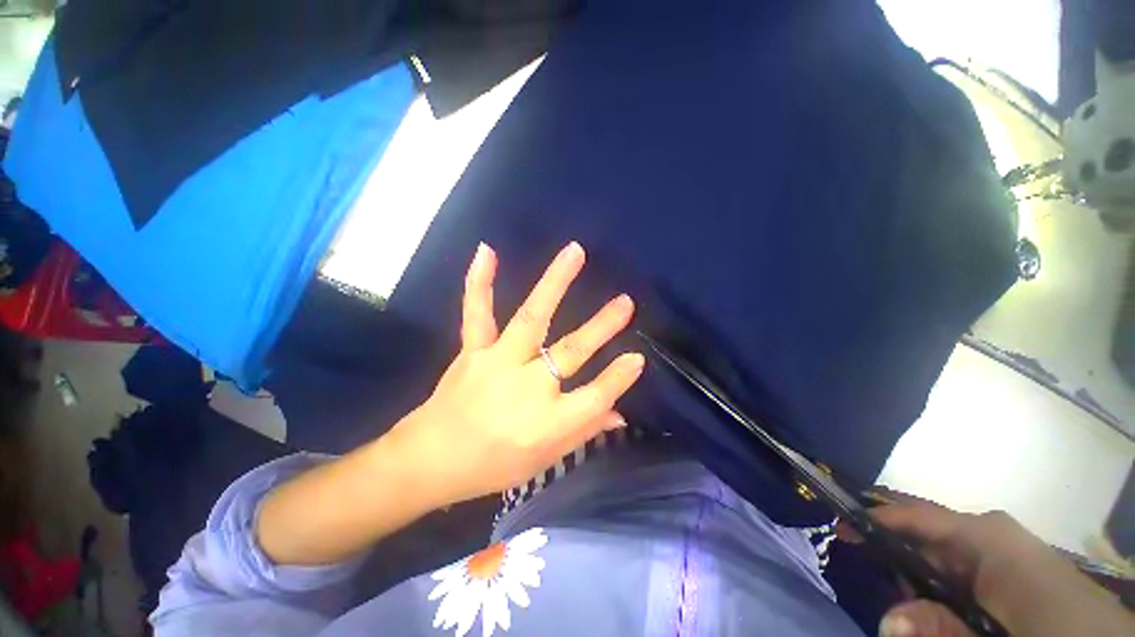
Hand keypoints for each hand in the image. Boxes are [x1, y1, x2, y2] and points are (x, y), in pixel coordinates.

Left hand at [391, 241, 644, 507]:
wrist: (430, 461)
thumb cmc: (492, 466)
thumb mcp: (544, 461)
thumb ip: (584, 432)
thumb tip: (620, 414)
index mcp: (547, 423)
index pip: (595, 397)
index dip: (618, 378)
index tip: (637, 357)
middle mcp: (527, 388)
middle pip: (570, 352)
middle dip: (601, 327)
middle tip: (625, 301)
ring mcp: (497, 363)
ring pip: (532, 318)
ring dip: (555, 283)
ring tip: (575, 252)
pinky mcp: (473, 350)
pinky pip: (477, 313)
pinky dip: (480, 282)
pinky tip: (487, 251)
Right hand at [870, 501, 1134, 636]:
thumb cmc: (1052, 632)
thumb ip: (941, 628)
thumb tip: (885, 621)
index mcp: (986, 535)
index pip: (915, 515)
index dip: (872, 516)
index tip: (838, 526)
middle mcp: (990, 531)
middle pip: (924, 532)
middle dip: (894, 552)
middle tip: (873, 578)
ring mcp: (1002, 547)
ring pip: (941, 551)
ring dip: (918, 573)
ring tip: (910, 602)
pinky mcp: (1010, 564)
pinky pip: (961, 565)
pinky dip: (940, 582)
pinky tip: (941, 605)